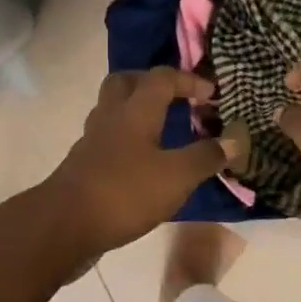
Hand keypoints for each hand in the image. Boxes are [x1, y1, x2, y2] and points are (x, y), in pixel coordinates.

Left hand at [53, 69, 230, 250]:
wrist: (65, 224)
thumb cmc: (125, 192)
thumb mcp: (176, 177)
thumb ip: (205, 156)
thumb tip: (235, 139)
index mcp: (135, 109)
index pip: (162, 78)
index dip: (188, 80)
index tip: (211, 94)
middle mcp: (111, 115)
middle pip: (126, 82)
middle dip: (151, 83)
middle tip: (175, 97)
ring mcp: (92, 138)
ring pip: (114, 108)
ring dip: (137, 110)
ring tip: (162, 128)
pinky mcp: (84, 162)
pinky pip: (108, 136)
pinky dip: (126, 138)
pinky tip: (142, 160)